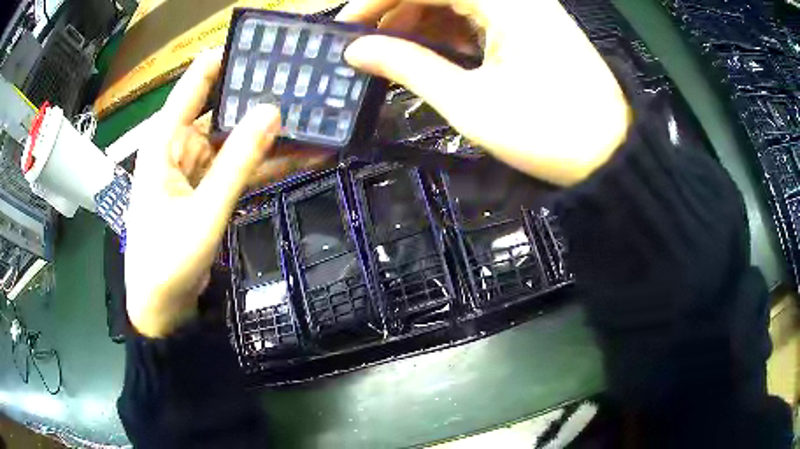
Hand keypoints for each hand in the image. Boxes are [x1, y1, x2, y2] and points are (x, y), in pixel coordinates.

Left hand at [124, 49, 326, 337]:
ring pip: (235, 140)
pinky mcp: (209, 190)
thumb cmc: (167, 261)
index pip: (194, 86)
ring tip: (312, 113)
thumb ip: (237, 163)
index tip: (261, 43)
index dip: (224, 60)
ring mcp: (196, 169)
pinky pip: (239, 168)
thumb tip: (273, 111)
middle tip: (300, 76)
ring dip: (269, 132)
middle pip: (221, 109)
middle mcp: (179, 147)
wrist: (162, 308)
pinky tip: (302, 154)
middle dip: (256, 94)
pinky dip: (266, 163)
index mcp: (165, 142)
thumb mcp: (203, 212)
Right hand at [339, 0, 630, 185]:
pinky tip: (434, 53)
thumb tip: (356, 51)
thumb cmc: (546, 133)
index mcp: (504, 2)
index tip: (345, 29)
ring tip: (396, 54)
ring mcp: (526, 6)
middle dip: (396, 12)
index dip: (375, 2)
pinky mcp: (532, 23)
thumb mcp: (469, 103)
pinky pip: (478, 13)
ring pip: (457, 0)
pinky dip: (450, 29)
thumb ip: (407, 67)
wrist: (610, 153)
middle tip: (369, 47)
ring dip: (421, 21)